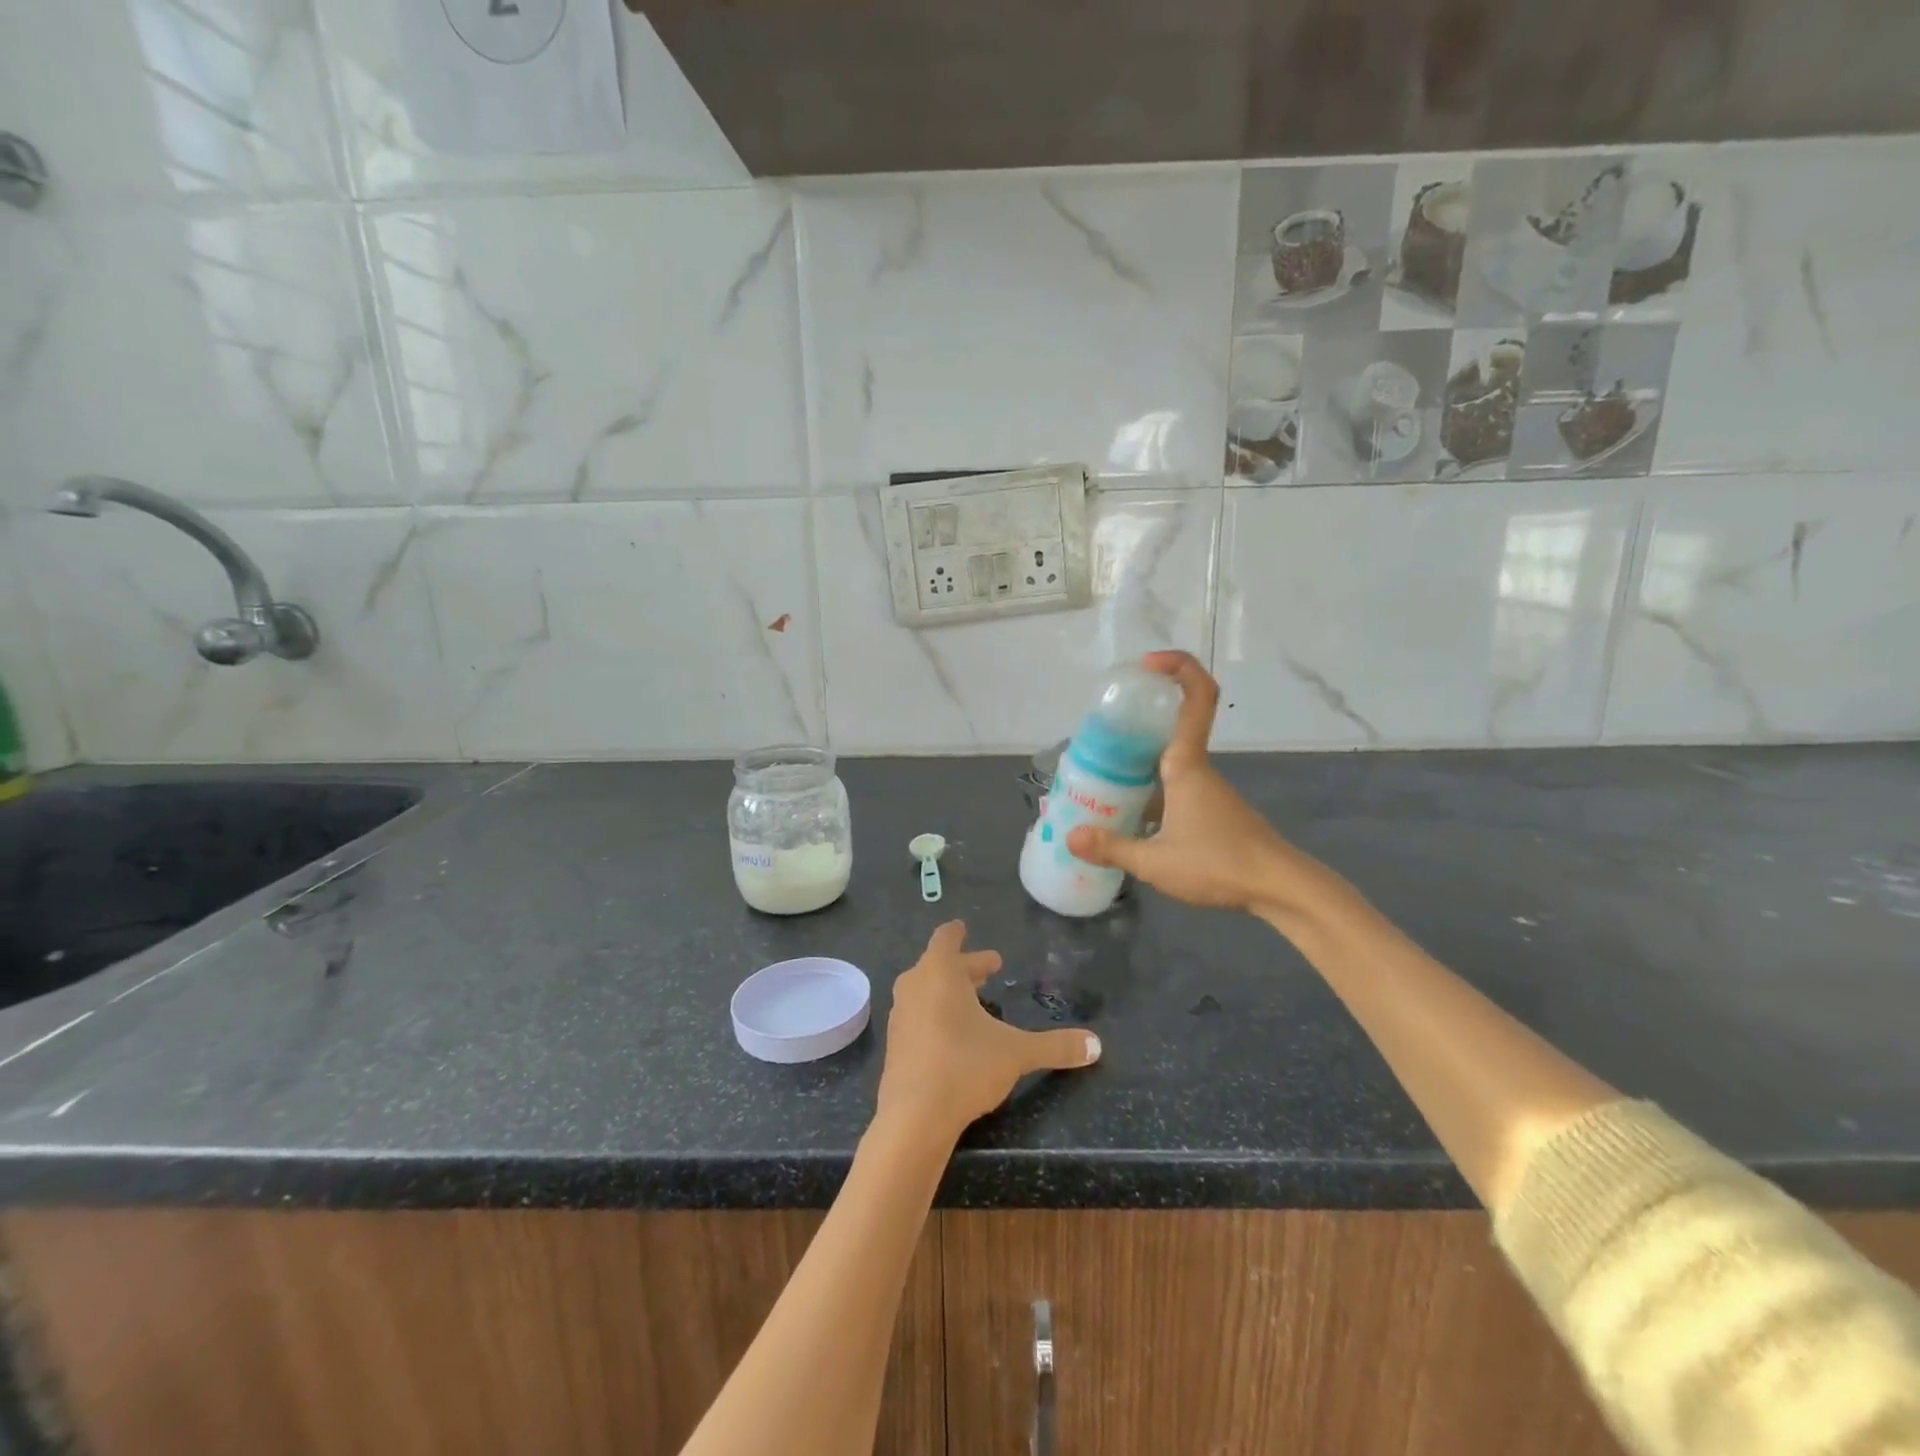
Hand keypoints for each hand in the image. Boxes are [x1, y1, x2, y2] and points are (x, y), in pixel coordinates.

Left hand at [877, 921, 1099, 1141]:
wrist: (913, 1117)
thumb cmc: (964, 1066)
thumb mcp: (1016, 1053)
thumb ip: (1055, 1046)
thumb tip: (1096, 1045)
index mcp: (939, 973)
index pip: (946, 939)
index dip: (957, 933)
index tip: (964, 928)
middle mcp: (915, 986)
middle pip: (939, 965)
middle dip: (966, 967)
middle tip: (991, 969)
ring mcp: (901, 1015)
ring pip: (926, 989)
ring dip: (949, 989)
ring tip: (974, 1001)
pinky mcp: (895, 1043)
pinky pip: (917, 1014)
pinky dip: (935, 1012)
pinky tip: (953, 1033)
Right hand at [1067, 652, 1318, 913]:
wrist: (1279, 888)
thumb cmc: (1219, 864)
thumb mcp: (1156, 862)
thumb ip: (1112, 848)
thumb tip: (1070, 837)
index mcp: (1186, 765)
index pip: (1196, 698)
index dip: (1178, 668)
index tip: (1147, 664)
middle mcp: (1197, 769)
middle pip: (1172, 726)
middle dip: (1138, 719)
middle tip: (1099, 731)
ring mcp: (1207, 790)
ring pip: (1169, 761)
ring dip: (1139, 761)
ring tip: (1099, 778)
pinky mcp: (1212, 811)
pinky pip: (1174, 786)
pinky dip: (1149, 789)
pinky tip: (1127, 818)